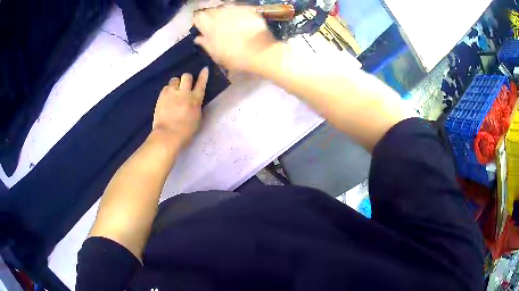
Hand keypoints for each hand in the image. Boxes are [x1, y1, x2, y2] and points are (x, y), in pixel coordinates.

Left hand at [152, 67, 208, 147]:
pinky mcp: (161, 96)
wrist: (168, 135)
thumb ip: (197, 106)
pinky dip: (167, 90)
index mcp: (196, 99)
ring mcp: (172, 93)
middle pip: (187, 76)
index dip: (204, 75)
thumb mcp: (197, 119)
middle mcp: (184, 93)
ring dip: (176, 83)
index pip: (202, 83)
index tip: (205, 69)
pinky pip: (166, 87)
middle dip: (187, 79)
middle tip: (185, 85)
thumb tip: (195, 100)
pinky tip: (167, 97)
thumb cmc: (186, 132)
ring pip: (174, 79)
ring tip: (174, 90)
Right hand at [193, 6, 277, 71]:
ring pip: (224, 8)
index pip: (198, 17)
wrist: (260, 52)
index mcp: (209, 26)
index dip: (199, 21)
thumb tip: (198, 38)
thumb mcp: (216, 55)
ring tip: (229, 22)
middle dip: (211, 16)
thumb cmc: (234, 57)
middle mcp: (220, 14)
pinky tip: (241, 21)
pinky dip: (237, 13)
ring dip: (224, 14)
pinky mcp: (248, 10)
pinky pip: (239, 8)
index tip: (202, 27)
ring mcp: (235, 10)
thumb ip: (205, 44)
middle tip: (216, 26)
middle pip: (211, 10)